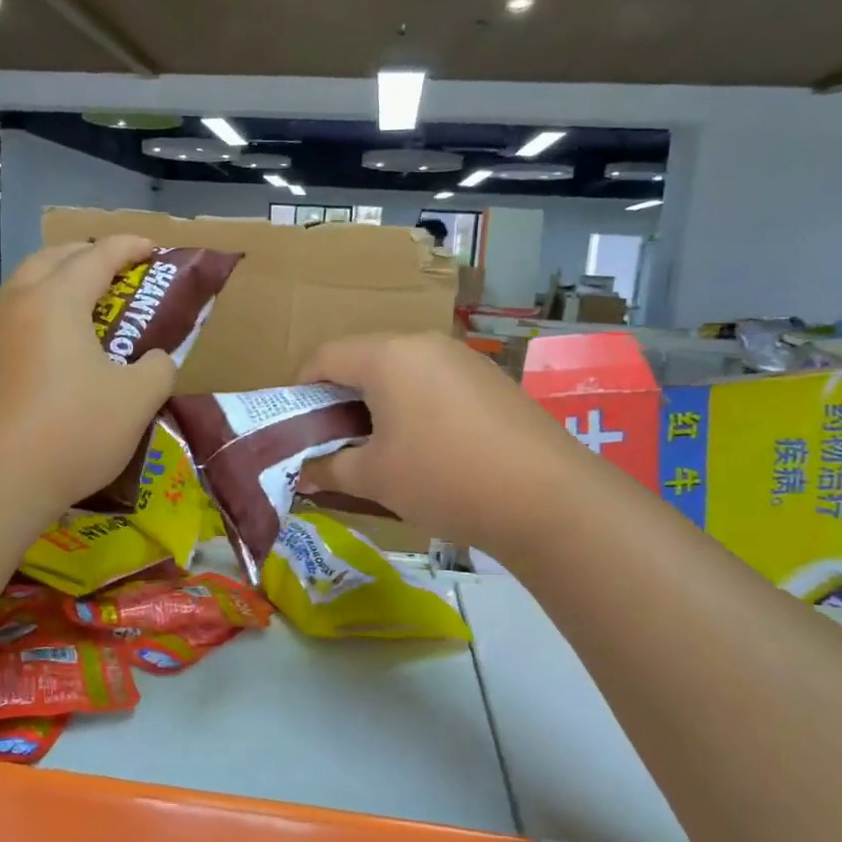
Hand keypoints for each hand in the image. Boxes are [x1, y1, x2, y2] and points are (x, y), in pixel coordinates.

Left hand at [0, 236, 175, 517]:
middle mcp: (13, 305)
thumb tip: (153, 360)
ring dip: (51, 288)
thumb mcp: (136, 402)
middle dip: (83, 255)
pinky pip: (3, 327)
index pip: (96, 256)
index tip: (151, 247)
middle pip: (49, 260)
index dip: (128, 246)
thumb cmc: (71, 432)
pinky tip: (42, 359)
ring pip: (19, 292)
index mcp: (56, 301)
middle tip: (112, 271)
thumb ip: (156, 369)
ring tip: (77, 313)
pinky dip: (30, 324)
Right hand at [298, 331, 580, 556]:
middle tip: (333, 440)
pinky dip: (413, 404)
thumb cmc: (443, 478)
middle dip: (339, 397)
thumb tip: (303, 474)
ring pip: (400, 370)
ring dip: (377, 401)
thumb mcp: (376, 477)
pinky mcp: (489, 379)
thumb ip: (330, 468)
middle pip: (363, 359)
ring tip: (377, 446)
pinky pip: (434, 381)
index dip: (299, 388)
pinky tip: (424, 445)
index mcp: (387, 355)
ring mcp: (462, 358)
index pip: (324, 356)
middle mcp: (423, 343)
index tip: (294, 425)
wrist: (547, 497)